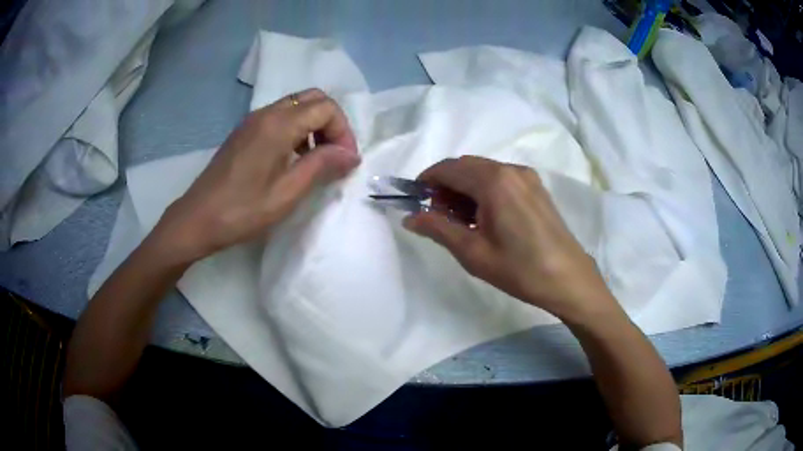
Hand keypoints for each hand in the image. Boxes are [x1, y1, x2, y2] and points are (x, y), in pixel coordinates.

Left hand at [151, 89, 360, 264]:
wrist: (197, 219)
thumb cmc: (243, 210)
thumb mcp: (288, 192)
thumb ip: (322, 166)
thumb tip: (351, 154)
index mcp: (279, 124)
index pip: (326, 108)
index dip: (343, 132)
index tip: (345, 162)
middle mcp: (266, 112)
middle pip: (313, 99)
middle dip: (331, 123)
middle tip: (333, 155)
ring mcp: (253, 120)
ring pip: (296, 106)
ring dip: (314, 126)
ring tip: (315, 160)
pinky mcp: (244, 131)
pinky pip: (279, 117)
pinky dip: (296, 130)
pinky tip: (292, 159)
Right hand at [404, 156, 618, 322]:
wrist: (568, 278)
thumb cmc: (519, 269)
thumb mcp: (473, 252)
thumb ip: (438, 229)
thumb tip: (410, 218)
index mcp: (493, 181)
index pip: (448, 168)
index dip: (427, 181)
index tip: (415, 201)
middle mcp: (510, 169)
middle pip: (466, 166)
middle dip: (445, 185)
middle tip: (437, 215)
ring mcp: (526, 176)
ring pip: (483, 171)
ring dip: (464, 188)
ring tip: (460, 221)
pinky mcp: (536, 187)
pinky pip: (501, 178)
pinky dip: (484, 190)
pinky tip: (484, 217)